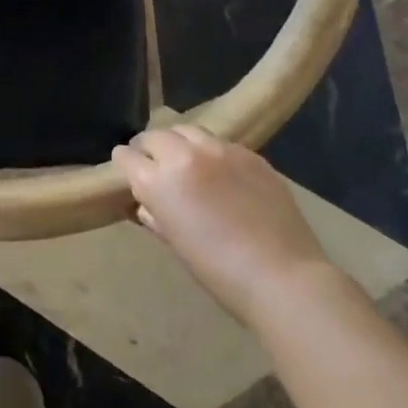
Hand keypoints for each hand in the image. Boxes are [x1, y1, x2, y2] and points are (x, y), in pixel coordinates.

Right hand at [113, 124, 333, 326]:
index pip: (125, 156)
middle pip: (154, 135)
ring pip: (186, 130)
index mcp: (157, 181)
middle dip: (149, 148)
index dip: (125, 164)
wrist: (283, 277)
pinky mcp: (249, 154)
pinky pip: (220, 143)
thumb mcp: (175, 243)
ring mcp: (219, 150)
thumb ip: (156, 215)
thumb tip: (148, 204)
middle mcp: (182, 155)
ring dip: (179, 143)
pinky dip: (212, 153)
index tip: (130, 173)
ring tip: (188, 161)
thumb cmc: (218, 271)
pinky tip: (222, 174)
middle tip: (157, 166)